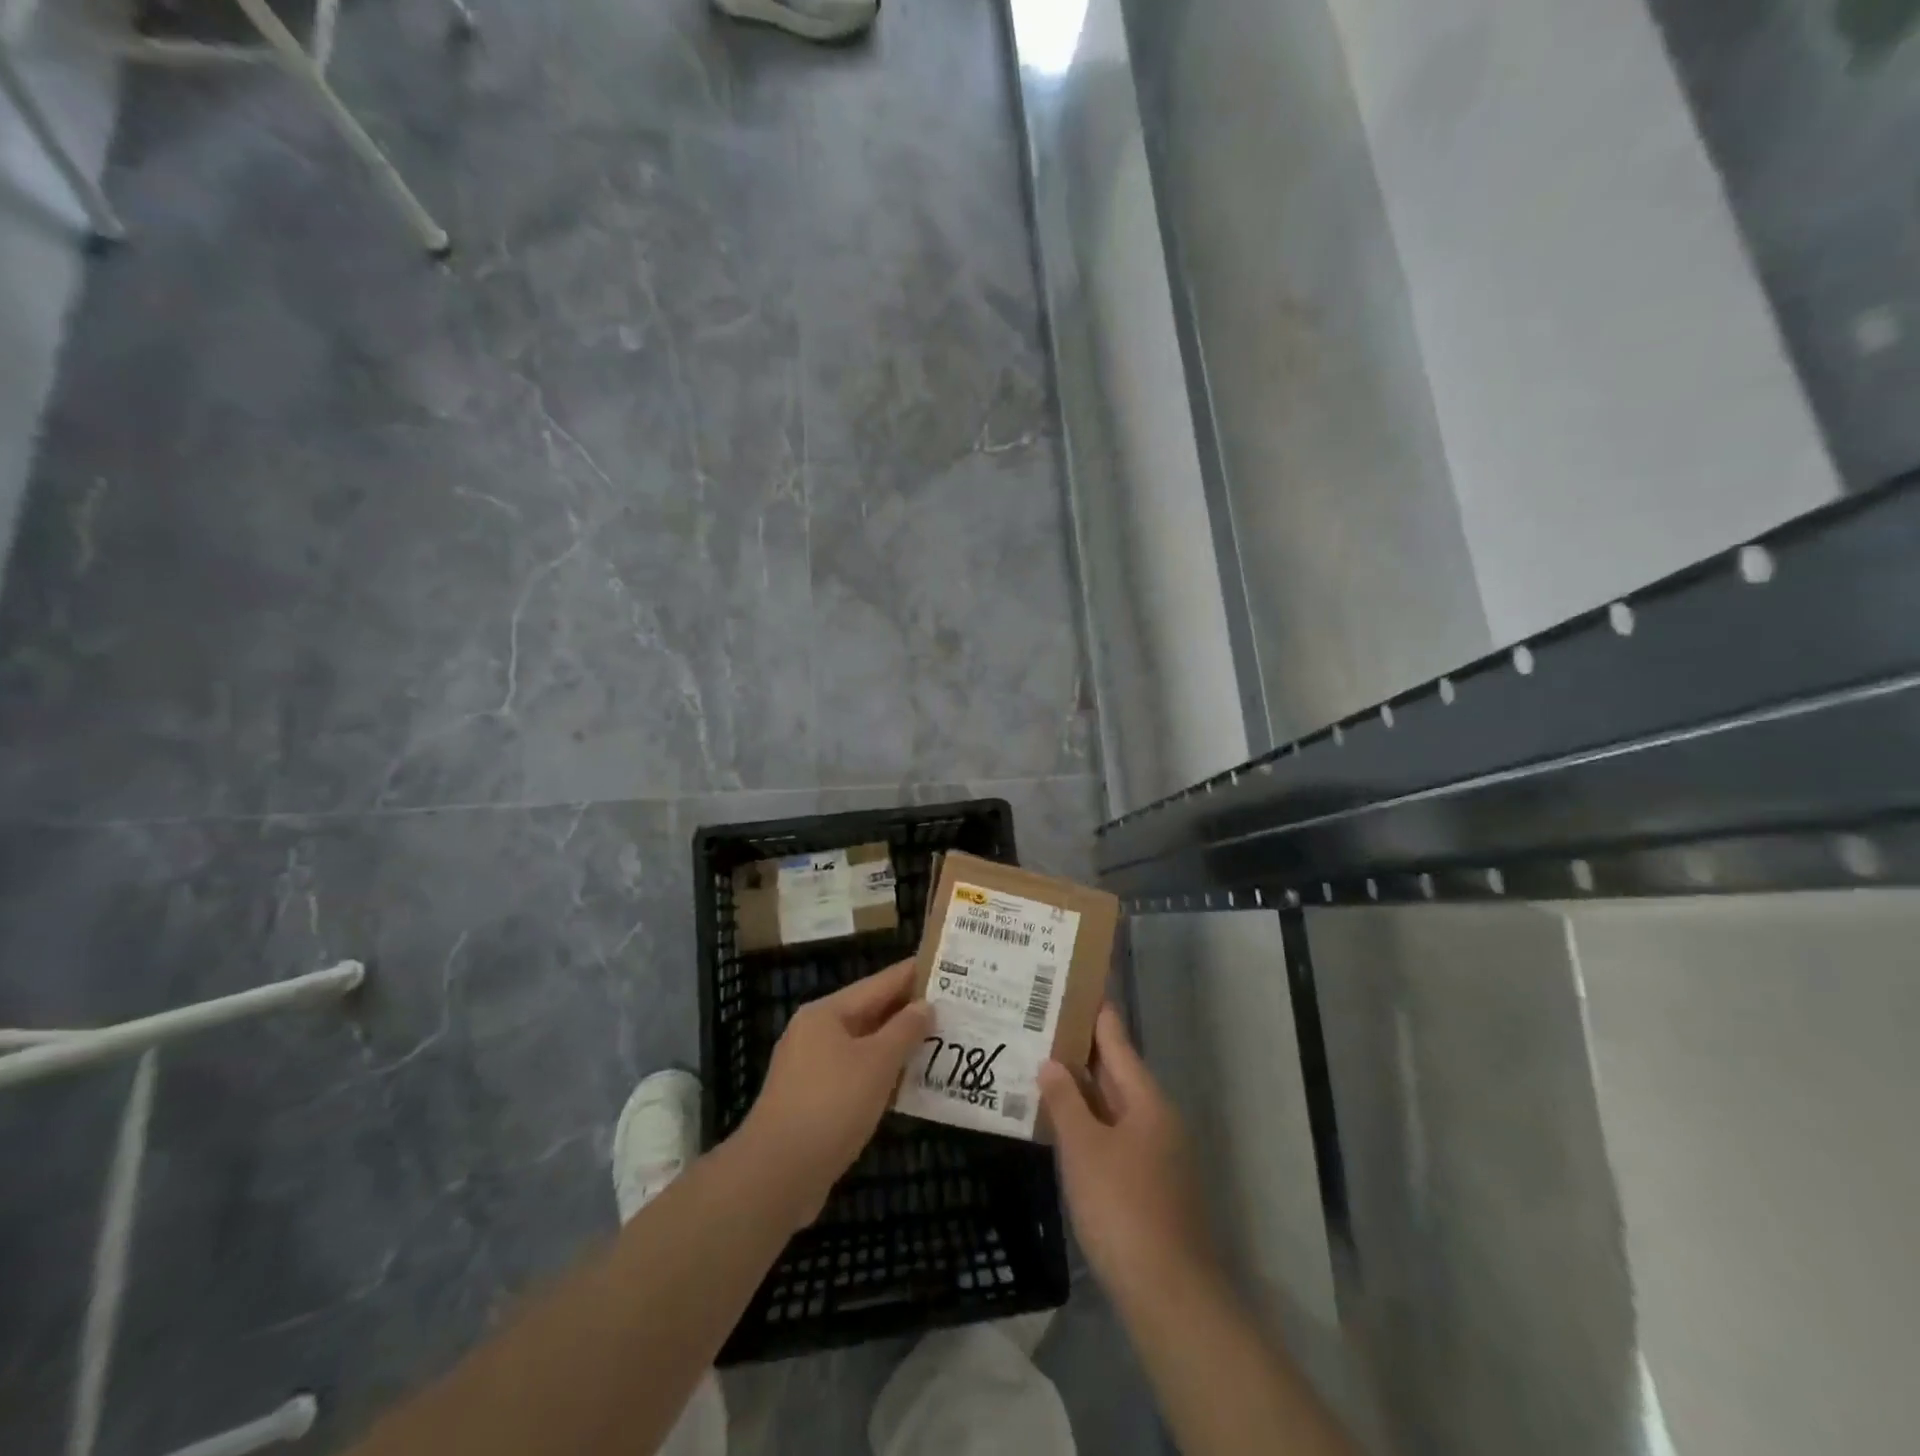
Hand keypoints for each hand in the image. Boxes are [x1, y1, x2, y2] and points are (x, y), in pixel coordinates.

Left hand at [737, 960, 930, 1224]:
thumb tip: (925, 1006)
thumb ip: (905, 1030)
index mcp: (826, 1013)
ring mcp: (811, 1069)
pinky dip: (882, 1076)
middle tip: (952, 1008)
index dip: (912, 975)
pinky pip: (856, 1076)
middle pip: (870, 1014)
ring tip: (939, 1043)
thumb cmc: (831, 1105)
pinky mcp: (812, 1102)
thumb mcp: (877, 1063)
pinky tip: (909, 1085)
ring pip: (864, 1047)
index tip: (945, 967)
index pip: (878, 983)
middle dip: (909, 1013)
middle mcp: (815, 1033)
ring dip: (898, 1047)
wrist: (776, 1175)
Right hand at [1038, 1005, 1216, 1299]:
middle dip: (1082, 1051)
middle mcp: (1157, 1118)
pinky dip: (1090, 1124)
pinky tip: (1063, 1128)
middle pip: (1117, 1072)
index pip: (1117, 1041)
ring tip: (1044, 1068)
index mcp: (1146, 1099)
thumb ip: (1065, 1102)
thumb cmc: (1123, 1208)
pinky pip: (1116, 1136)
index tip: (1075, 985)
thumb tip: (1051, 1063)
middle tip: (1043, 1024)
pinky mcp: (1151, 1184)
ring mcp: (1158, 1153)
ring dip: (1082, 1090)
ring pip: (1114, 1107)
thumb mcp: (1084, 1149)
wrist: (1171, 1295)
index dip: (1096, 1013)